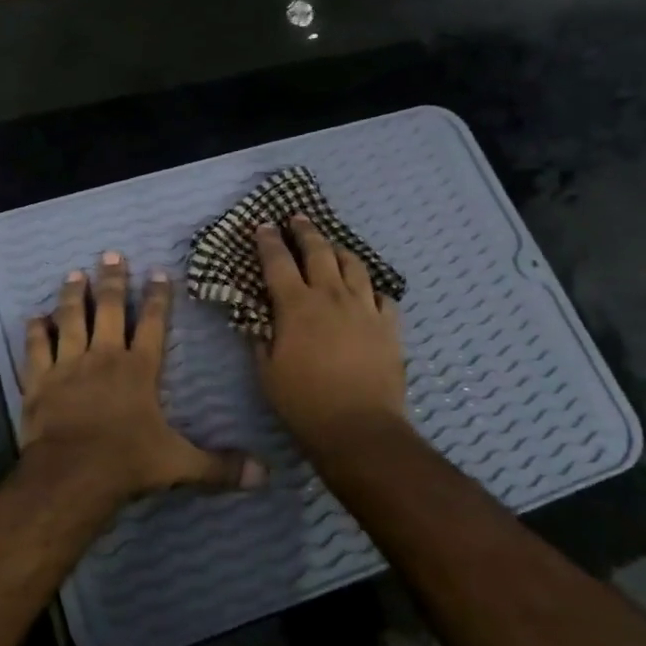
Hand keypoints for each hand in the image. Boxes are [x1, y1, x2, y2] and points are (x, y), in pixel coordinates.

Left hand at [22, 252, 262, 502]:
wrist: (71, 475)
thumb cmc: (127, 463)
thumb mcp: (180, 464)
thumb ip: (220, 466)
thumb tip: (265, 474)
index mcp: (139, 370)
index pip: (153, 324)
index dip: (157, 298)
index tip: (158, 272)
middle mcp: (104, 358)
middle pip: (109, 310)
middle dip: (112, 281)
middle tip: (111, 254)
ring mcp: (68, 366)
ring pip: (71, 319)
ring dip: (73, 296)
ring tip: (74, 273)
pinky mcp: (39, 381)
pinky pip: (36, 349)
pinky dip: (35, 331)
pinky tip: (35, 316)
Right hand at [253, 217, 410, 454]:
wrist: (359, 427)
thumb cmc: (304, 403)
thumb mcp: (266, 372)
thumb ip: (261, 340)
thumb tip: (257, 320)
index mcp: (297, 306)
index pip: (278, 262)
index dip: (268, 241)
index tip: (264, 225)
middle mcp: (332, 296)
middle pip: (319, 251)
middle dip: (305, 231)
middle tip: (297, 218)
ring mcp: (365, 308)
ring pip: (354, 265)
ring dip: (339, 250)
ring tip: (332, 246)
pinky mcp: (389, 325)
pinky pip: (381, 295)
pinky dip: (370, 288)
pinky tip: (366, 291)